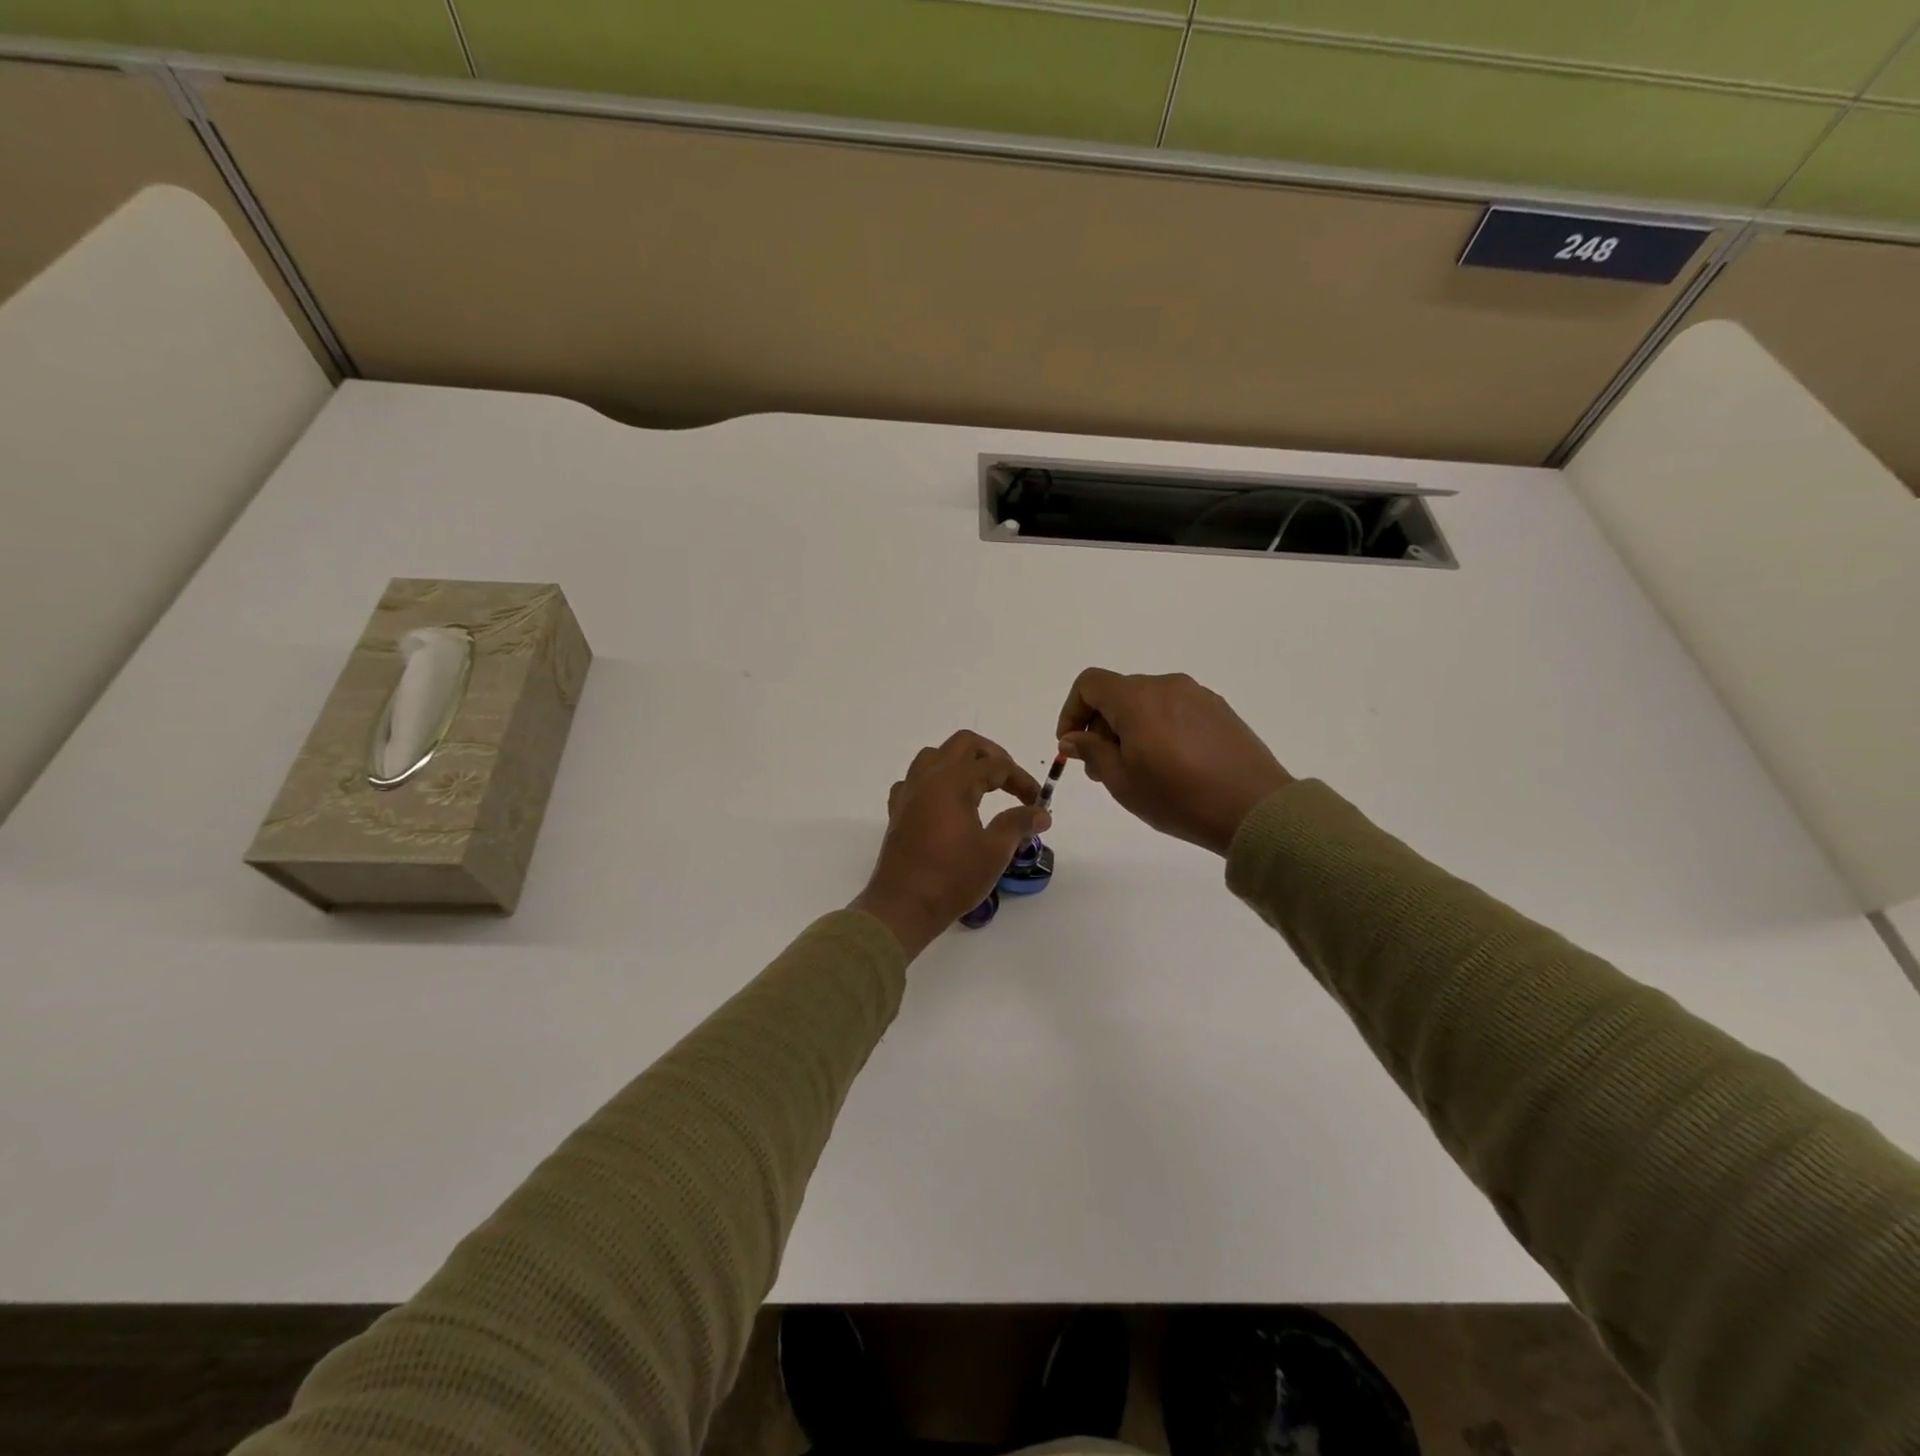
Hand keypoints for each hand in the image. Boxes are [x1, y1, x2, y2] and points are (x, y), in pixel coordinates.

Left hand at [851, 731, 1051, 958]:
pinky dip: (933, 782)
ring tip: (979, 786)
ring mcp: (908, 792)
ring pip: (934, 756)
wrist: (903, 907)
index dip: (1022, 780)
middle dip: (991, 756)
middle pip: (963, 744)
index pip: (996, 765)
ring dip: (960, 762)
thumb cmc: (952, 878)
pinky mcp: (897, 811)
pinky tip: (944, 803)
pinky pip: (914, 780)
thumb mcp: (994, 852)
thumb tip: (1041, 813)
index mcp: (953, 782)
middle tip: (1009, 780)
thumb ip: (1018, 824)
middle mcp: (928, 778)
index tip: (1037, 802)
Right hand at [1056, 668, 1291, 855]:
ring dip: (1130, 728)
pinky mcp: (1219, 710)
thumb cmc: (1178, 797)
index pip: (1090, 683)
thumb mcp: (1122, 780)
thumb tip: (1072, 737)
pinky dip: (1158, 728)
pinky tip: (1170, 765)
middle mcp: (1166, 685)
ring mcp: (1197, 695)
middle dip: (1101, 726)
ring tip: (1137, 770)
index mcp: (1137, 698)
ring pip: (1147, 702)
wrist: (1254, 809)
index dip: (1072, 711)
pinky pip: (1174, 710)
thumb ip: (1091, 751)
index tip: (1072, 745)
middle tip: (1102, 768)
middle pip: (1118, 693)